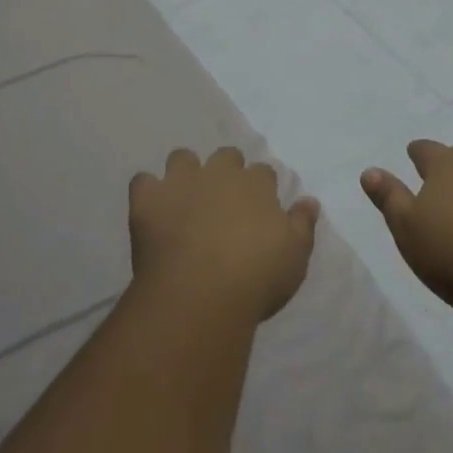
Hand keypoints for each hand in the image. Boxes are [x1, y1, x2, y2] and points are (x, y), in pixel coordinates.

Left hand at [129, 147, 319, 323]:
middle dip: (225, 171)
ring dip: (184, 173)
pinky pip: (142, 181)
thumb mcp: (295, 257)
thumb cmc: (255, 279)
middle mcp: (220, 174)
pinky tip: (151, 210)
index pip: (262, 173)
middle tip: (222, 201)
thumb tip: (309, 200)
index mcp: (256, 185)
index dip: (259, 188)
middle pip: (225, 156)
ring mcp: (182, 182)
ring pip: (182, 158)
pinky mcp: (149, 199)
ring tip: (183, 199)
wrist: (200, 296)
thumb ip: (303, 224)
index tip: (257, 208)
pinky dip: (147, 192)